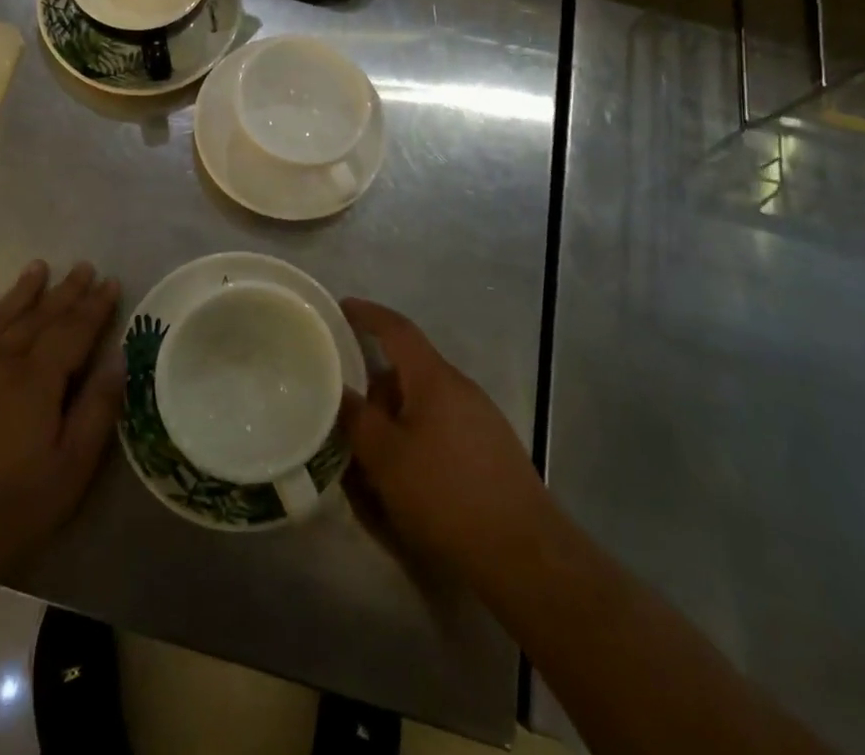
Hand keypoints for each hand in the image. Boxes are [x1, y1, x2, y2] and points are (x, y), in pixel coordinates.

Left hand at [0, 260, 122, 580]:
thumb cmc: (14, 508)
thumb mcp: (72, 467)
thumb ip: (97, 409)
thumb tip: (119, 359)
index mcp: (37, 380)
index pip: (73, 330)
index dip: (94, 306)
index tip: (111, 281)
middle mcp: (2, 364)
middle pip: (39, 317)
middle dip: (65, 291)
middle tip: (83, 266)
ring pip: (1, 320)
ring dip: (22, 293)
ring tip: (37, 267)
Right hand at [342, 298, 549, 586]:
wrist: (527, 557)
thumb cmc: (446, 496)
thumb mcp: (386, 458)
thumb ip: (356, 419)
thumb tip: (337, 390)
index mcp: (435, 379)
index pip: (397, 329)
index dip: (367, 315)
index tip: (341, 307)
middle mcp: (461, 389)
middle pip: (408, 371)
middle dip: (374, 386)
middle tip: (344, 407)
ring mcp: (481, 420)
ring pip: (424, 405)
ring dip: (394, 418)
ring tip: (368, 453)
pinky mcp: (492, 453)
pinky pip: (442, 430)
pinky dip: (416, 439)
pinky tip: (405, 478)